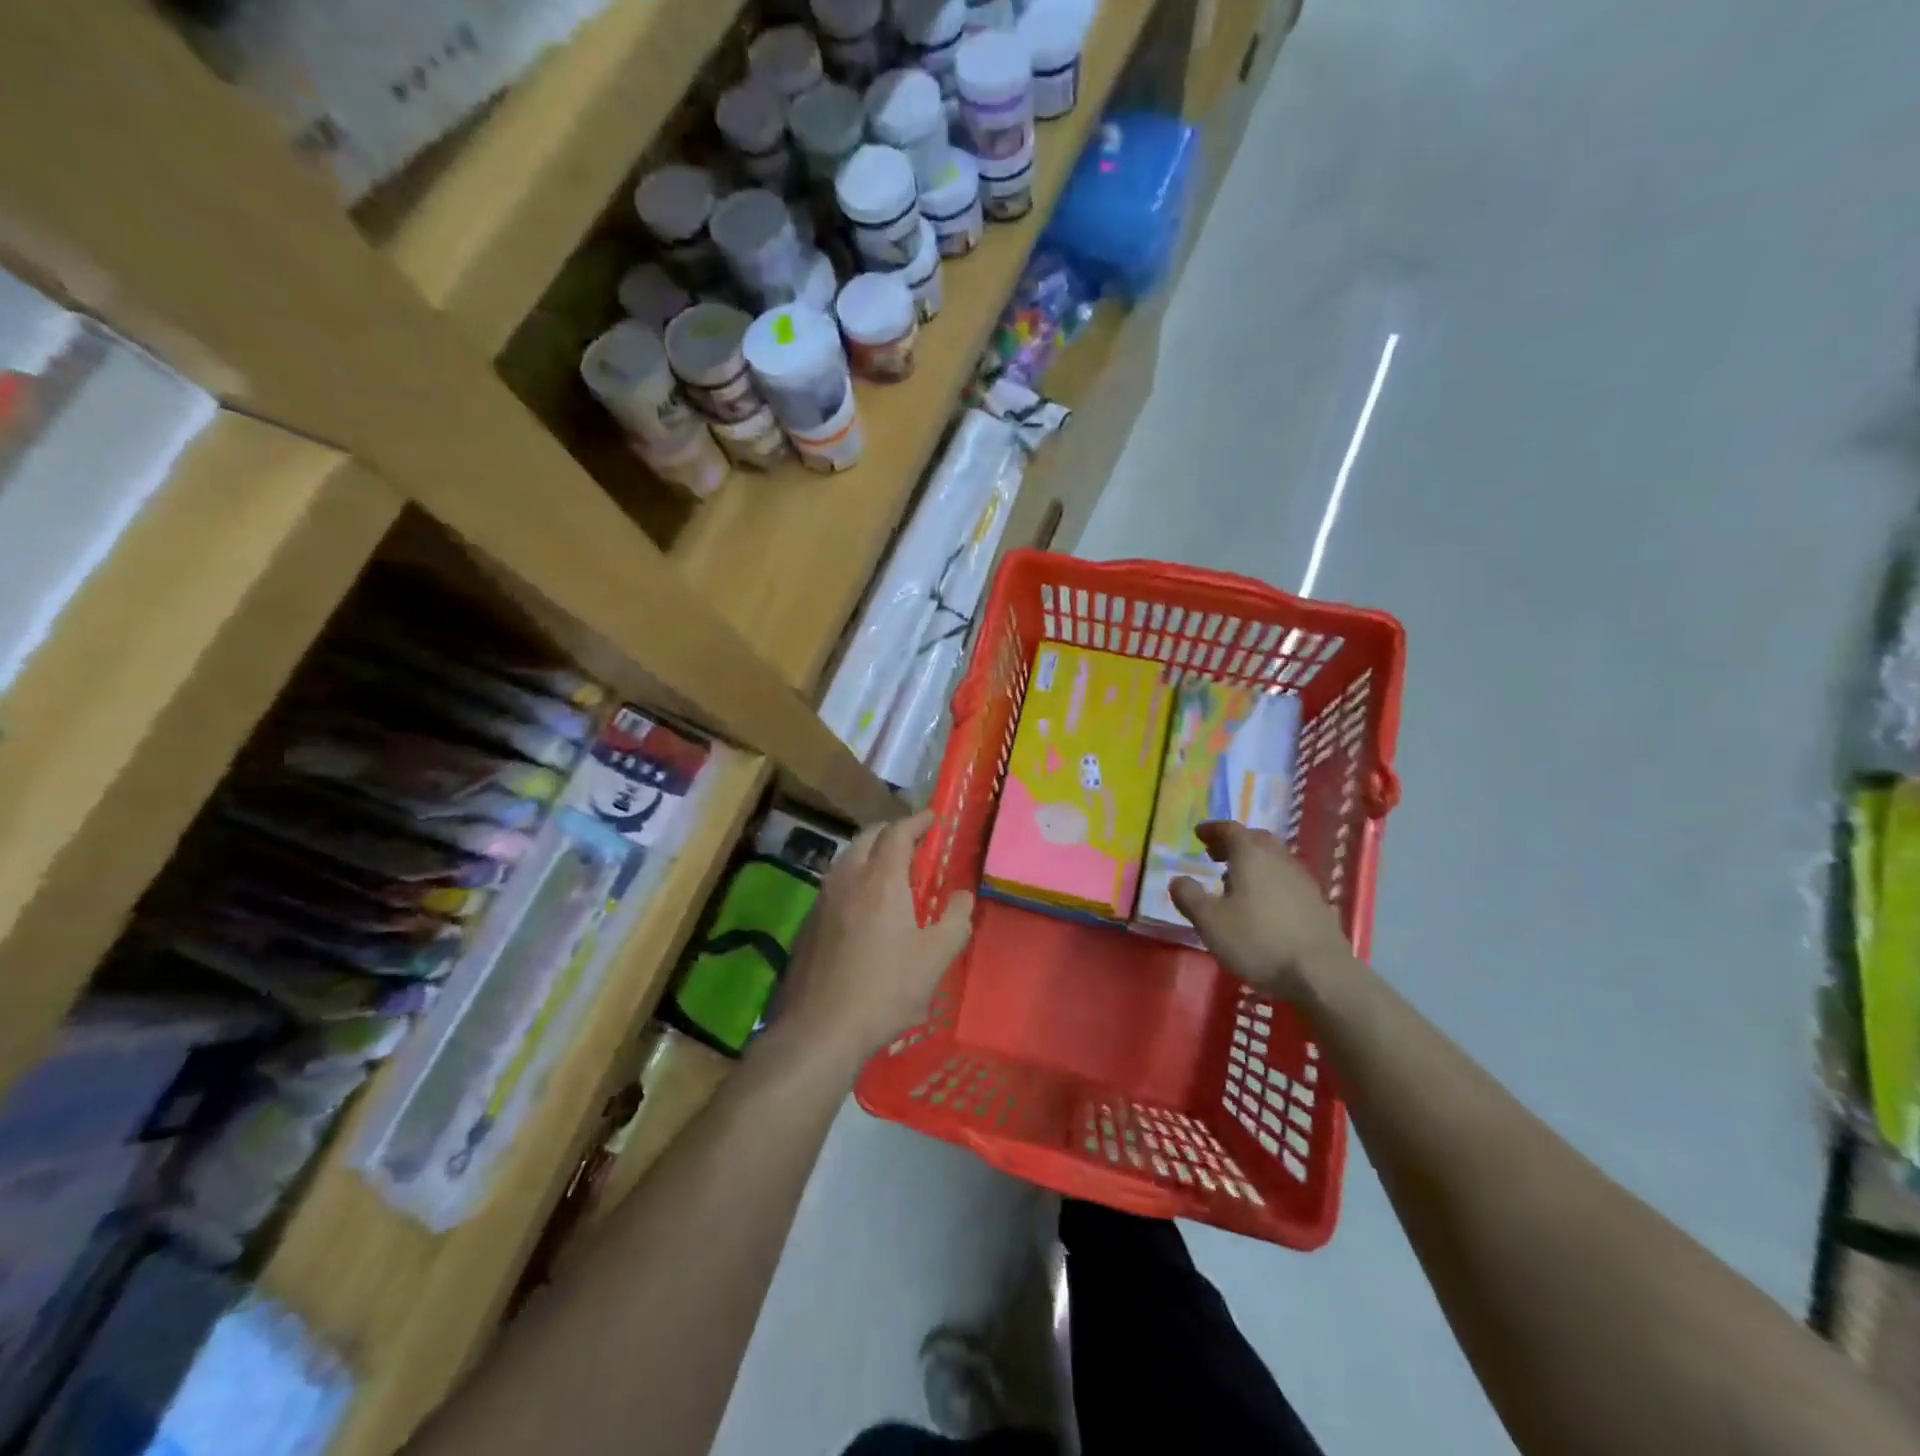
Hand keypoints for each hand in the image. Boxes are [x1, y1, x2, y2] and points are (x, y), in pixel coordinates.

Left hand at [777, 811, 973, 1060]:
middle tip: (912, 840)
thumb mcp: (935, 957)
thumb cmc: (886, 989)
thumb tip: (962, 895)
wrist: (820, 1028)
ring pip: (846, 859)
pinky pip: (834, 884)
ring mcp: (822, 900)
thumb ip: (955, 919)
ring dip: (868, 852)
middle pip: (867, 837)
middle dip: (890, 831)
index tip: (932, 818)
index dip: (916, 821)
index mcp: (880, 879)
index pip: (897, 832)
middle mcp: (847, 879)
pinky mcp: (807, 924)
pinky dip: (853, 878)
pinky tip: (862, 904)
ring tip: (888, 868)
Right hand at [1170, 821, 1351, 999]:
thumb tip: (1178, 880)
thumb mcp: (1210, 921)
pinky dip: (1269, 880)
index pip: (1230, 829)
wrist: (1321, 973)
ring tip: (1234, 881)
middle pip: (1256, 839)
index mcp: (1251, 856)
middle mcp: (1279, 859)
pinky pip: (1286, 879)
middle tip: (1214, 855)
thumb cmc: (1258, 941)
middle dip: (1233, 843)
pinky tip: (1262, 904)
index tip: (1198, 833)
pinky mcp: (1316, 902)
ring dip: (1252, 862)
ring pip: (1274, 859)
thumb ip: (1189, 897)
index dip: (1212, 829)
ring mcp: (1302, 880)